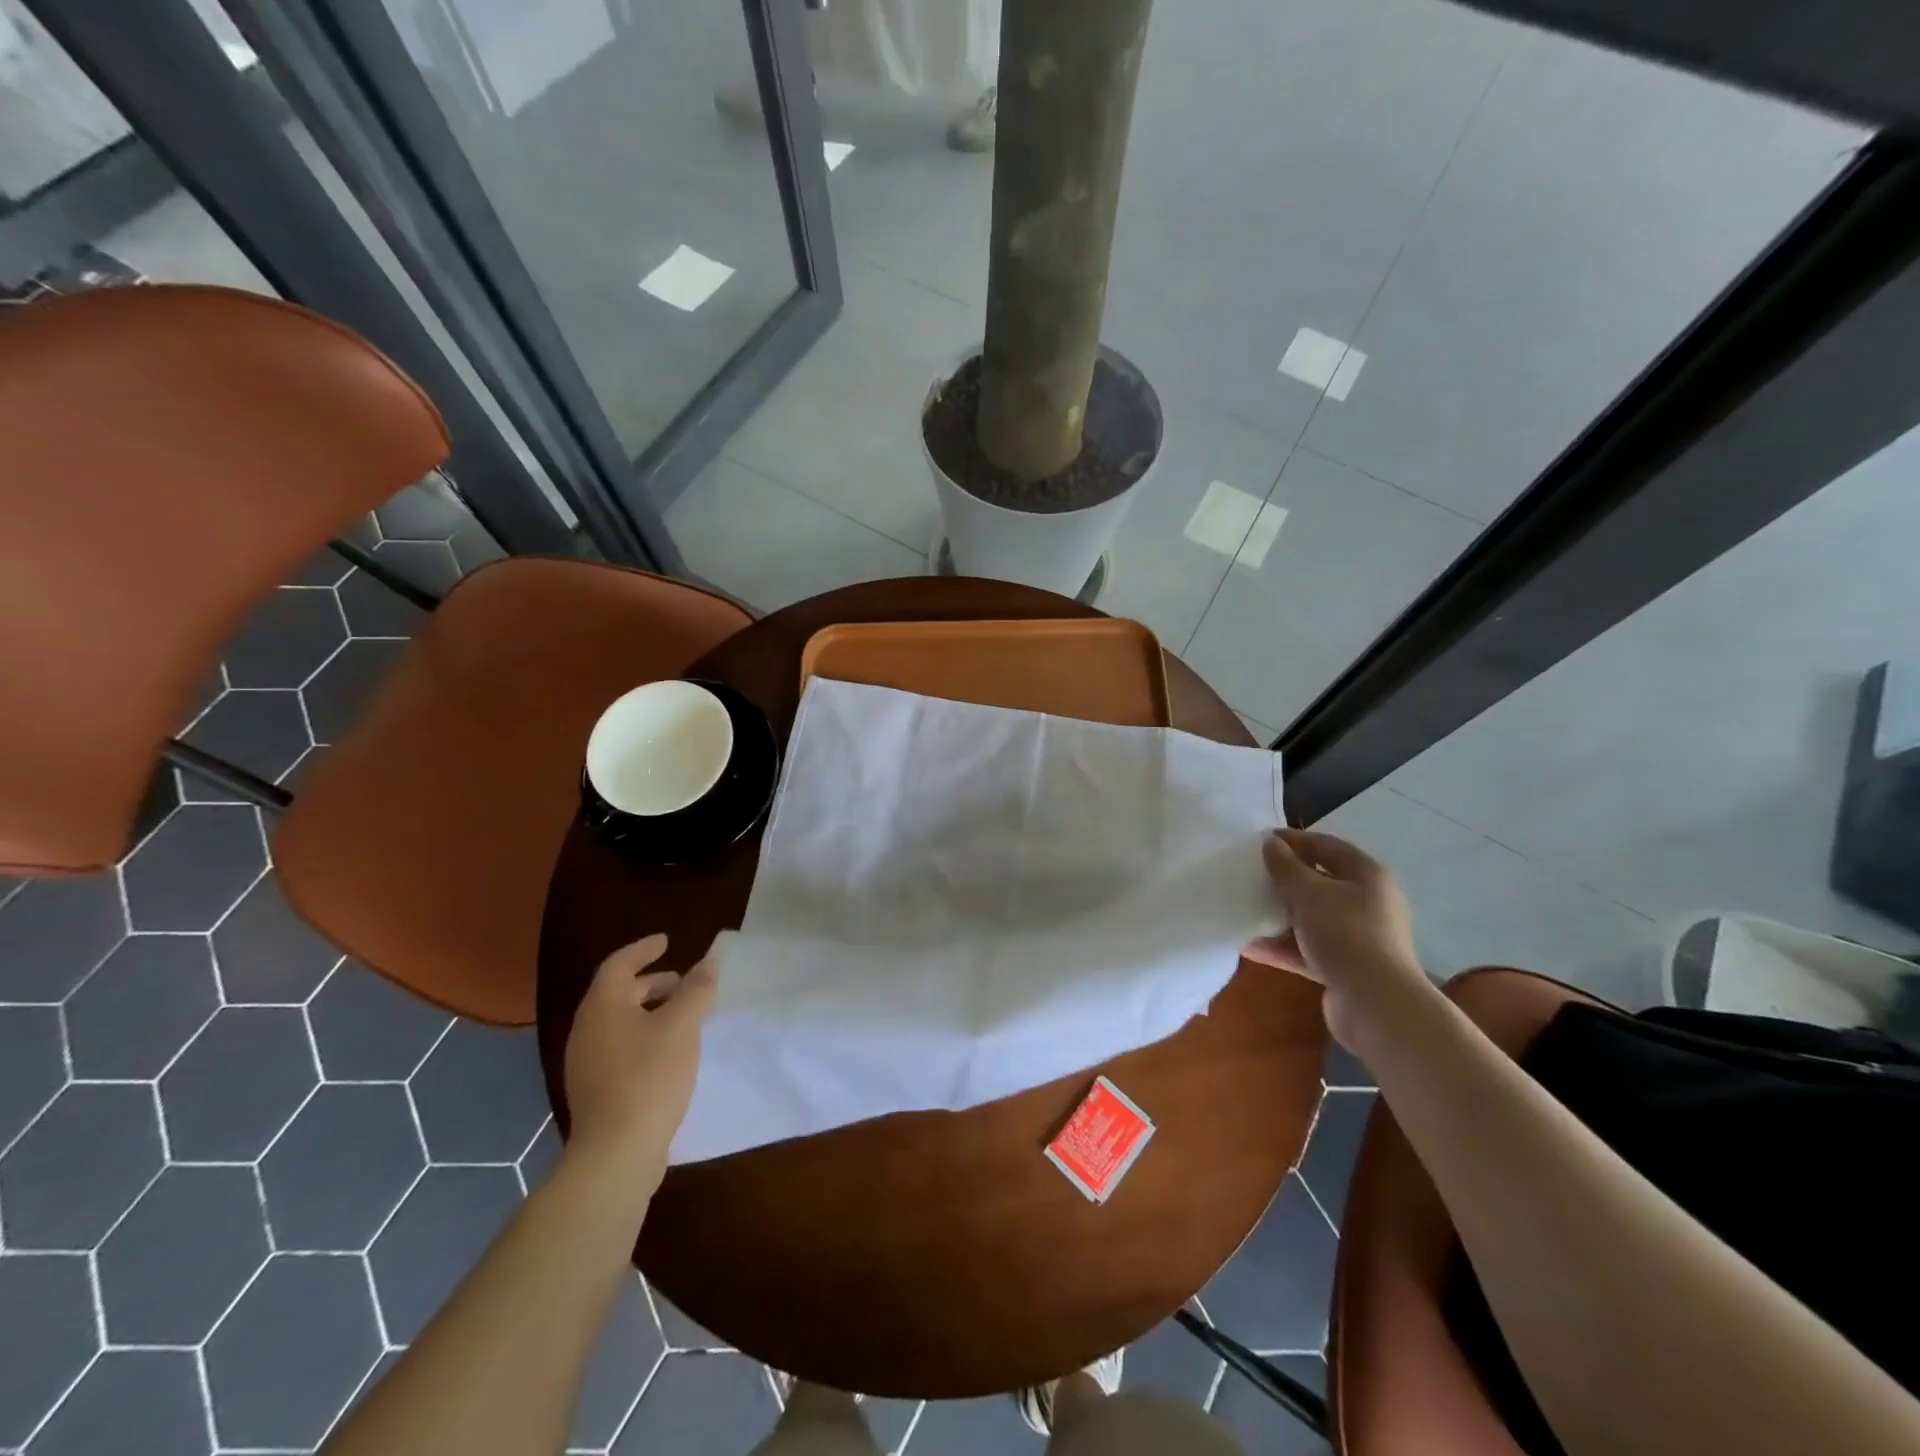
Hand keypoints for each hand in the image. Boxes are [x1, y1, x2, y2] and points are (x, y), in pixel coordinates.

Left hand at [563, 934, 716, 1191]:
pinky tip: (671, 1052)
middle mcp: (587, 1030)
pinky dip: (645, 1036)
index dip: (644, 949)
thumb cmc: (649, 1076)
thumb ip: (697, 989)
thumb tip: (709, 960)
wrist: (616, 1153)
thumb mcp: (682, 1025)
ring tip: (684, 1016)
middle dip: (652, 983)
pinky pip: (620, 1048)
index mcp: (602, 1007)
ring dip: (650, 1011)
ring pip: (620, 1023)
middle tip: (683, 981)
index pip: (619, 964)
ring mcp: (587, 1063)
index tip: (667, 941)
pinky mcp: (596, 1091)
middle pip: (618, 993)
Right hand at [1243, 828, 1421, 1046]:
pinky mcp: (1345, 966)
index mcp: (1366, 875)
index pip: (1326, 846)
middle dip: (1284, 879)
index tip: (1258, 841)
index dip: (1293, 840)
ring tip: (1245, 909)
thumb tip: (1271, 844)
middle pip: (1319, 882)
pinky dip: (1281, 946)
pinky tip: (1249, 946)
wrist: (1376, 1005)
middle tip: (1250, 874)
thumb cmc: (1346, 935)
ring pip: (1311, 917)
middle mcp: (1366, 902)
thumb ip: (1286, 867)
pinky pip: (1307, 948)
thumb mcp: (1309, 894)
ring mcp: (1357, 936)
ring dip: (1279, 914)